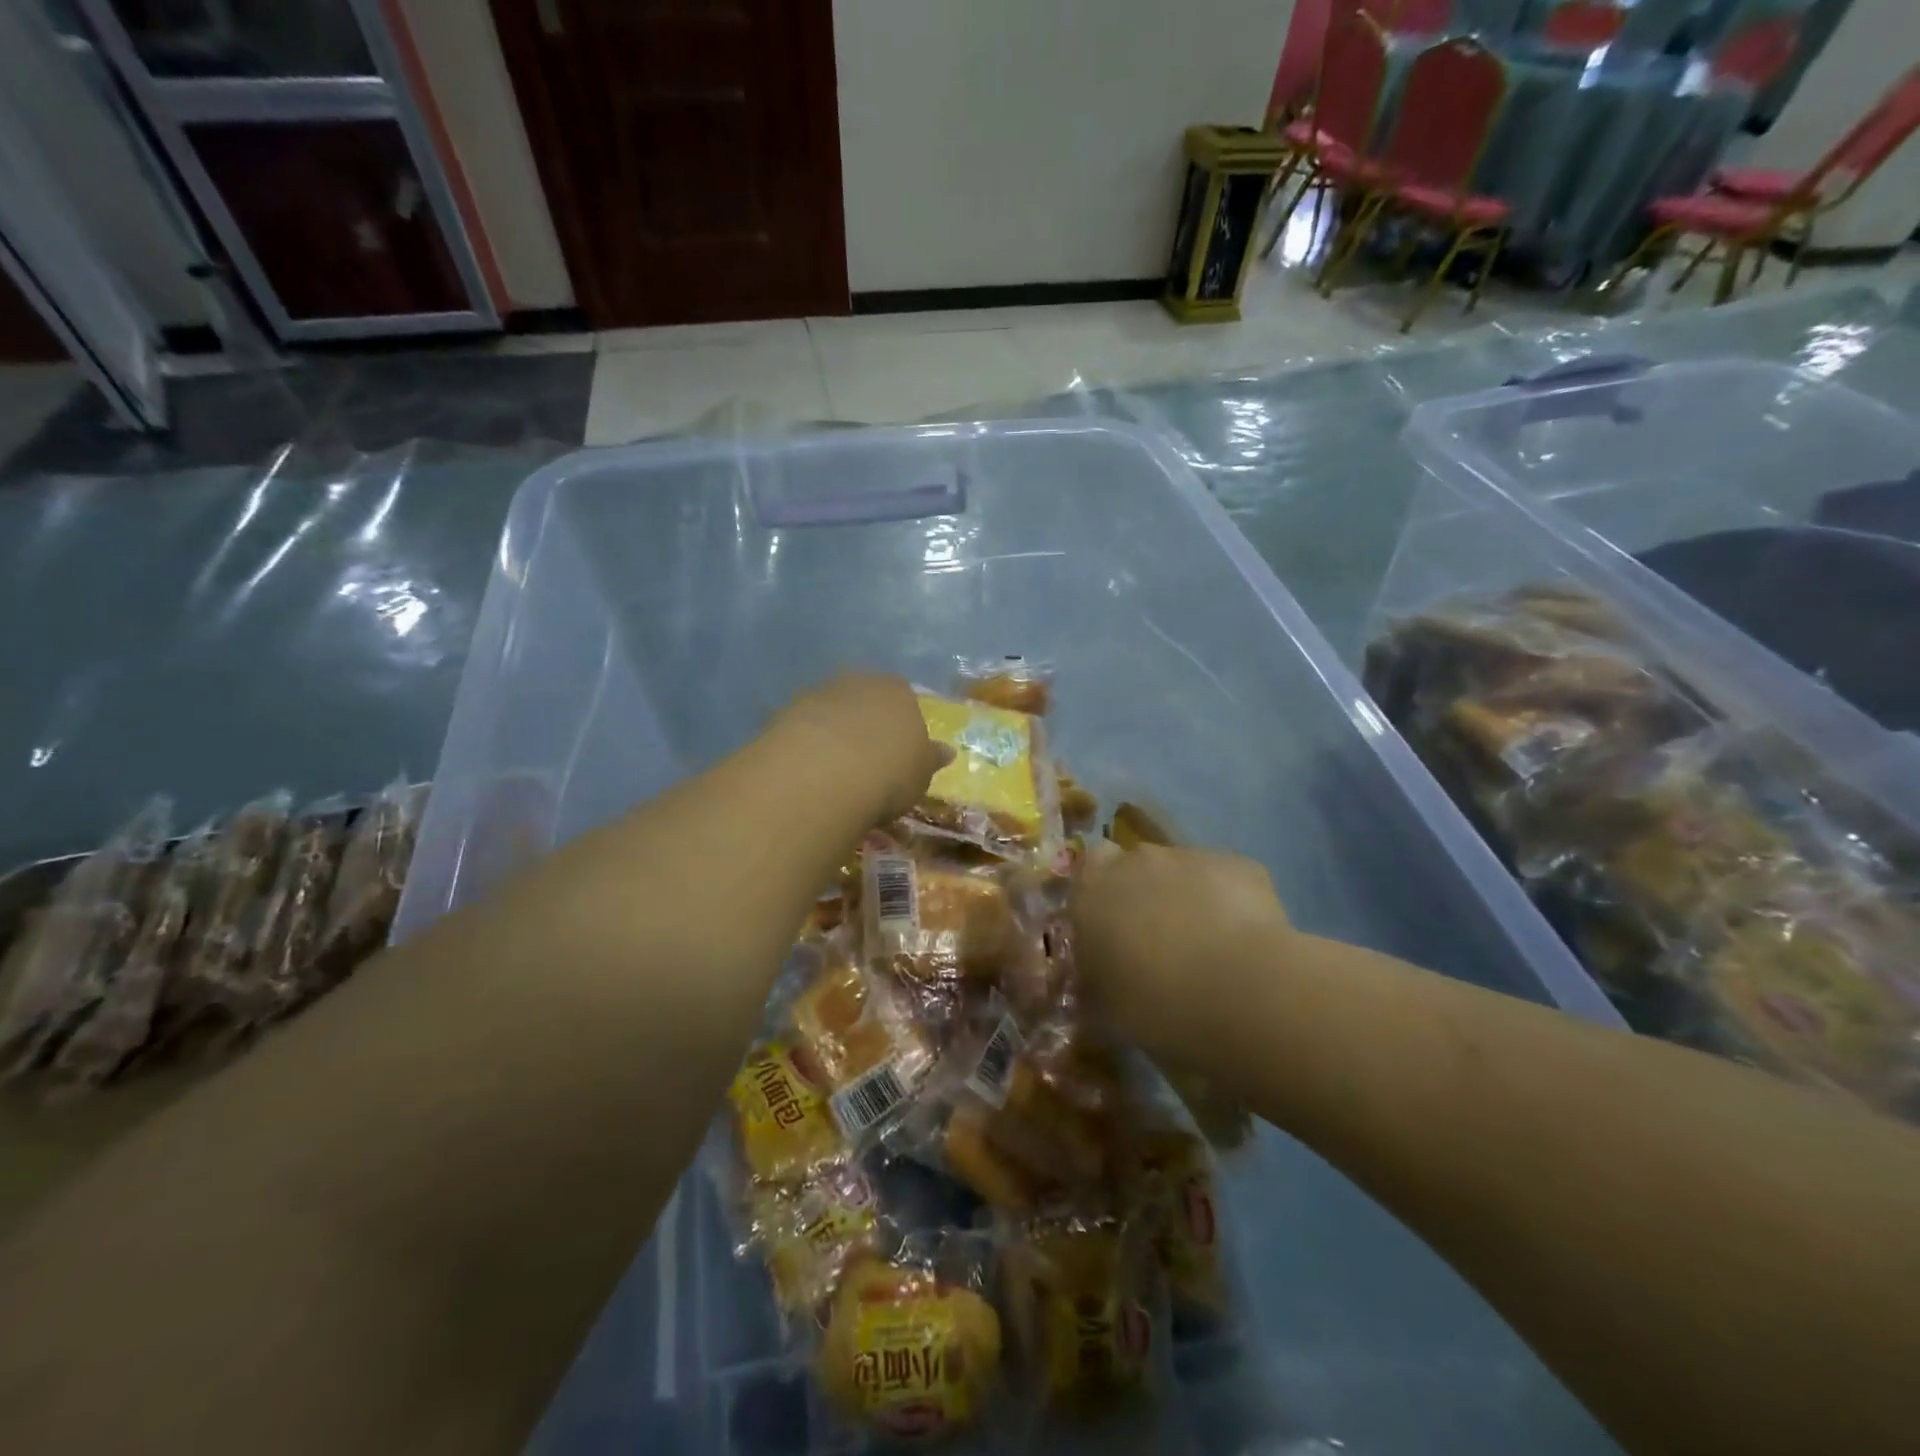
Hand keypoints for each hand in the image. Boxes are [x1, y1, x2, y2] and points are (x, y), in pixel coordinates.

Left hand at [771, 672, 949, 824]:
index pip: (904, 701)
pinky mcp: (784, 714)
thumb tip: (946, 751)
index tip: (898, 755)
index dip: (900, 727)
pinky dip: (807, 746)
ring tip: (834, 772)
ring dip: (833, 734)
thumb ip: (930, 759)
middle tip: (866, 762)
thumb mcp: (921, 774)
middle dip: (865, 725)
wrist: (825, 774)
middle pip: (864, 701)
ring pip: (831, 712)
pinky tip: (809, 773)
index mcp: (898, 690)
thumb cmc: (889, 773)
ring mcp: (818, 694)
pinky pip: (803, 730)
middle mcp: (858, 681)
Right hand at [1070, 841, 1291, 1061]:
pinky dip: (1230, 904)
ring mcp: (1190, 857)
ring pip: (1182, 872)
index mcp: (1093, 891)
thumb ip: (1097, 987)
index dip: (1100, 899)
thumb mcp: (1109, 1012)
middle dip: (1144, 896)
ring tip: (1208, 950)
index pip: (1086, 874)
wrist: (1243, 992)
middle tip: (1158, 945)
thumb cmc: (1159, 1005)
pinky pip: (1226, 881)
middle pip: (1135, 868)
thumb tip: (1096, 987)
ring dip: (1187, 899)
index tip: (1110, 933)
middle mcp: (1136, 861)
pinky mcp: (1240, 864)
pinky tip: (1245, 945)